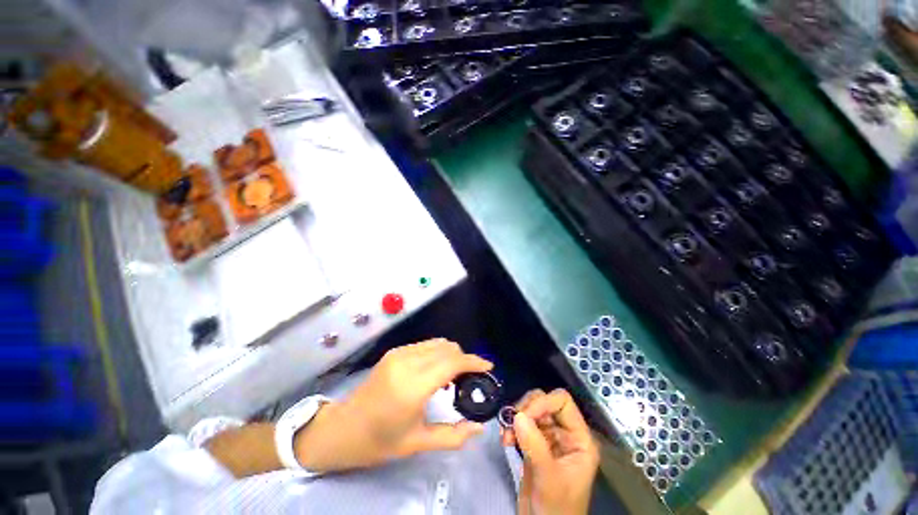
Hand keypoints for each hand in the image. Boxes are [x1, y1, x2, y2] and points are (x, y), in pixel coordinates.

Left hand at [294, 339, 492, 471]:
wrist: (342, 428)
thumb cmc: (379, 441)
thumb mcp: (417, 442)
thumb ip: (453, 436)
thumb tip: (479, 428)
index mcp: (413, 386)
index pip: (452, 362)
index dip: (474, 361)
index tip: (488, 367)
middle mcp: (407, 362)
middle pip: (447, 348)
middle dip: (464, 359)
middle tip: (470, 379)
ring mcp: (399, 353)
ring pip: (437, 343)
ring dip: (450, 355)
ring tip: (452, 378)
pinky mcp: (394, 352)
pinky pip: (425, 345)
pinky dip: (437, 354)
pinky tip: (434, 373)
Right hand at [502, 389, 599, 514]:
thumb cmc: (557, 509)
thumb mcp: (548, 479)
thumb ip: (535, 447)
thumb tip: (518, 415)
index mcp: (579, 438)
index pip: (563, 402)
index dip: (543, 403)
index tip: (524, 415)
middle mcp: (565, 433)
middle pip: (545, 402)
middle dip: (527, 409)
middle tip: (512, 423)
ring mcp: (549, 438)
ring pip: (532, 410)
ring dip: (516, 418)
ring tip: (506, 435)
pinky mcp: (535, 444)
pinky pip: (522, 424)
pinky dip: (512, 427)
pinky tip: (505, 440)